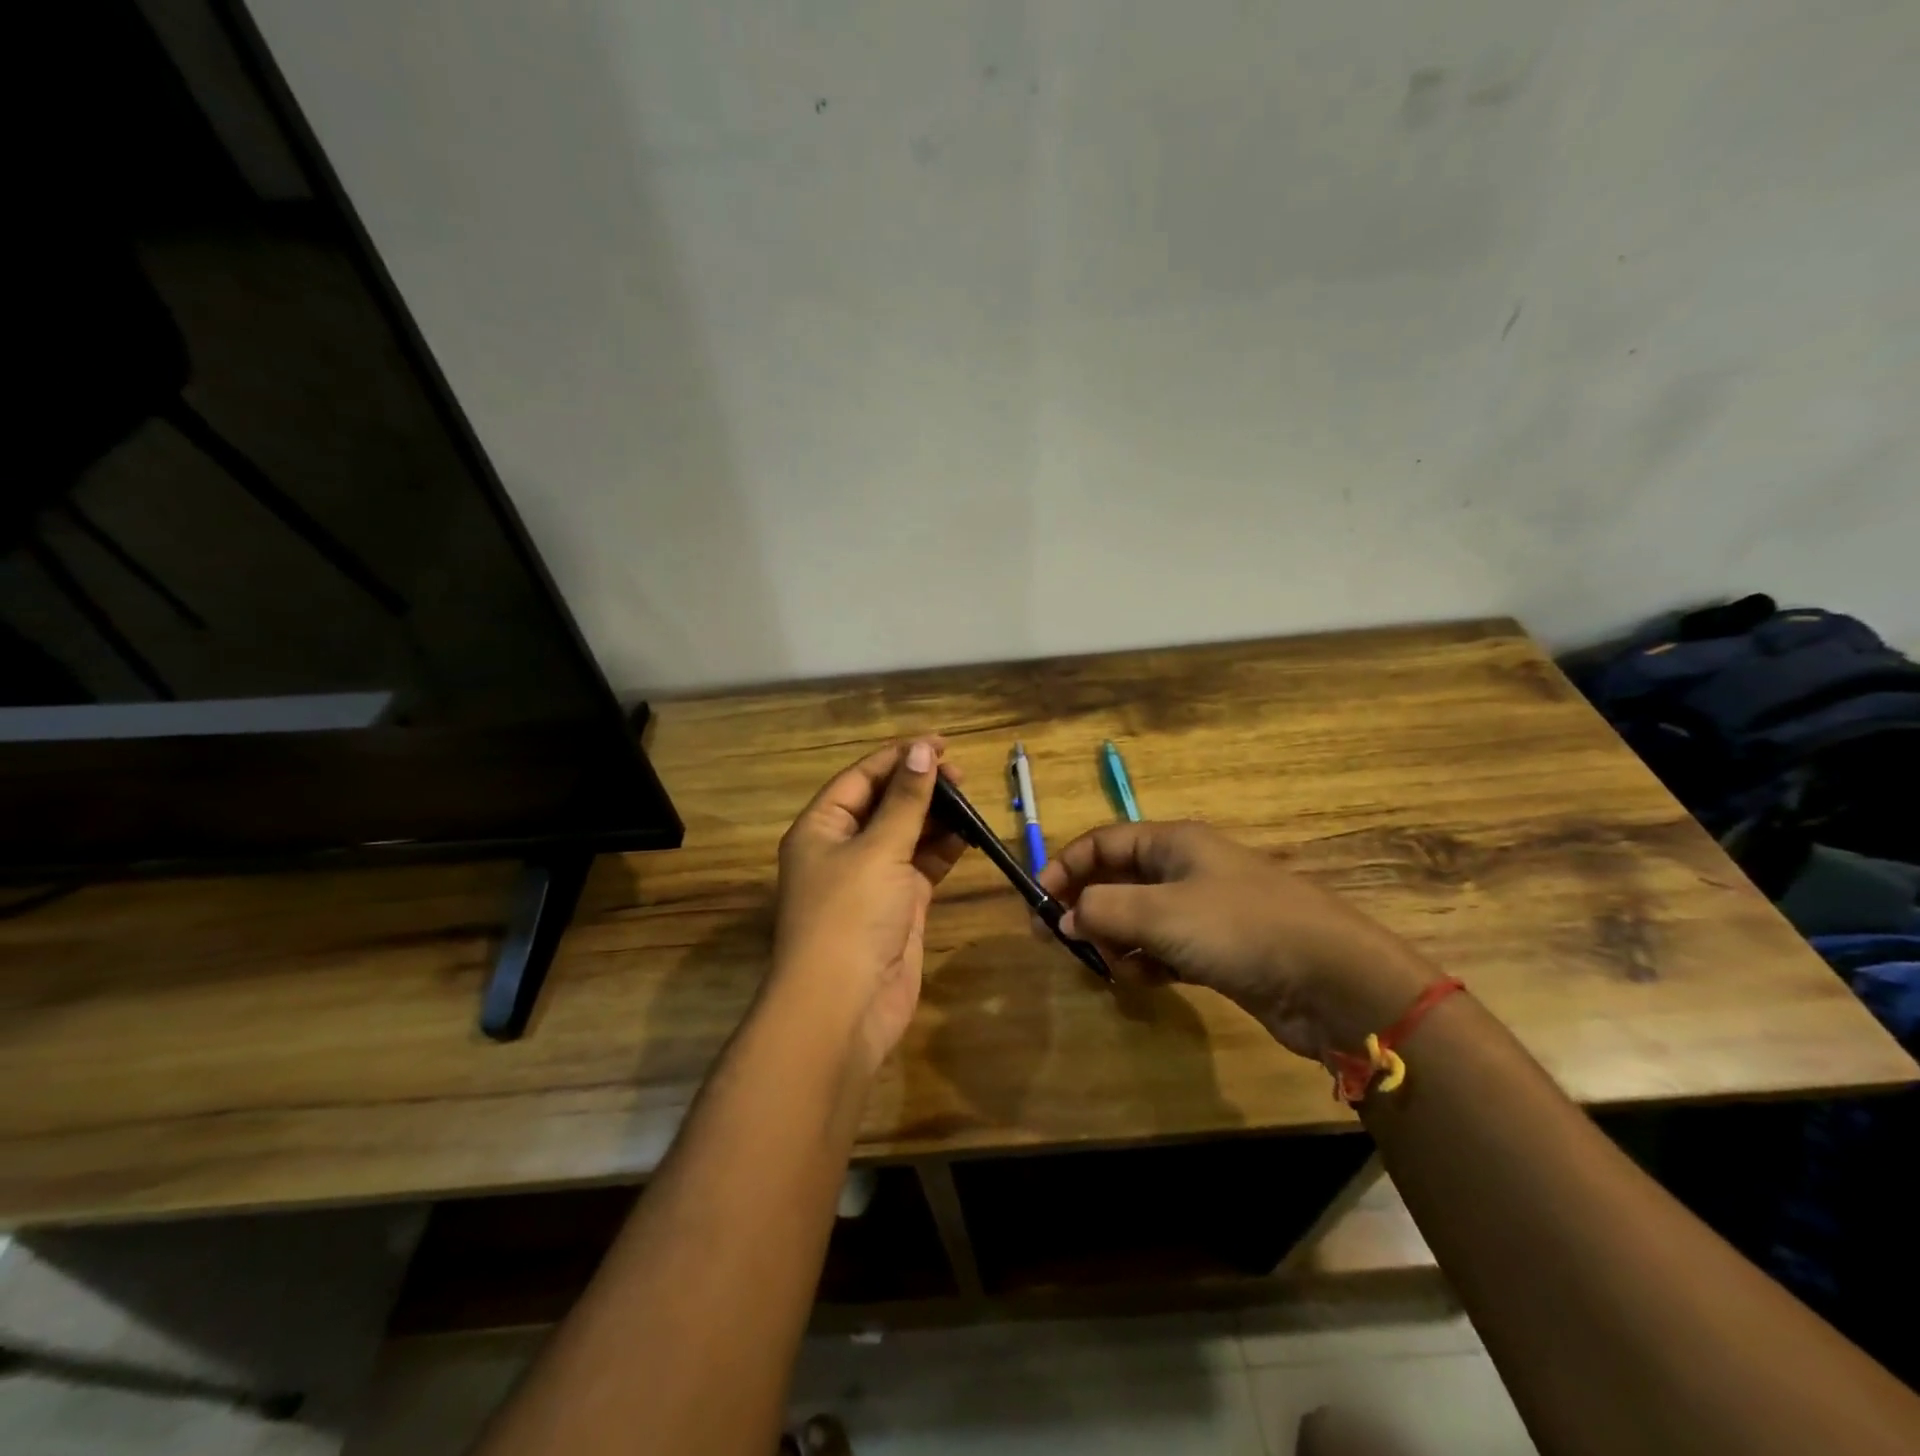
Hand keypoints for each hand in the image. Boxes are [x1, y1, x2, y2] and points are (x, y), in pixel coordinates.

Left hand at [771, 739, 967, 1071]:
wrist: (845, 1007)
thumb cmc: (851, 916)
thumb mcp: (878, 850)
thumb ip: (905, 801)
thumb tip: (922, 751)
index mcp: (821, 828)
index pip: (861, 778)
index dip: (899, 757)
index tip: (939, 743)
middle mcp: (843, 849)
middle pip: (884, 804)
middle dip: (919, 786)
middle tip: (960, 775)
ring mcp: (872, 879)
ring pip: (906, 834)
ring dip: (935, 816)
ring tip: (969, 798)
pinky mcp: (899, 905)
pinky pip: (922, 865)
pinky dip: (944, 849)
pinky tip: (969, 833)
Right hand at [1037, 821, 1435, 1060]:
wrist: (1332, 980)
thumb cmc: (1239, 928)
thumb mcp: (1160, 913)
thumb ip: (1102, 910)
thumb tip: (1063, 917)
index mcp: (1173, 842)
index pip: (1103, 842)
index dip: (1066, 866)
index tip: (1036, 900)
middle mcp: (1187, 869)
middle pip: (1118, 879)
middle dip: (1088, 908)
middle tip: (1062, 940)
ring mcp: (1205, 910)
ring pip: (1140, 917)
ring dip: (1118, 939)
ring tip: (1112, 965)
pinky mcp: (1219, 949)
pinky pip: (1165, 948)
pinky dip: (1148, 962)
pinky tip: (1146, 982)